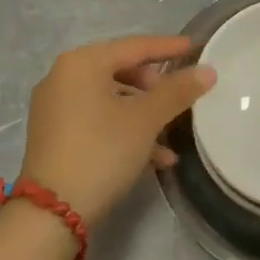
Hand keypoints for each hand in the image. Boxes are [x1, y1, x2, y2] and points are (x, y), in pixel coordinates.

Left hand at [19, 36, 214, 224]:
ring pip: (111, 99)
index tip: (195, 47)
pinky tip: (154, 158)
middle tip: (179, 97)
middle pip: (121, 71)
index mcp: (82, 63)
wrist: (52, 213)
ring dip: (144, 115)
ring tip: (171, 135)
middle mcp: (63, 77)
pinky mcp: (54, 135)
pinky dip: (124, 130)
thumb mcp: (146, 120)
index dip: (168, 47)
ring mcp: (55, 107)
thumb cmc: (102, 152)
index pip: (134, 46)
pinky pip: (97, 120)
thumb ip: (177, 91)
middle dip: (155, 87)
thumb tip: (207, 70)